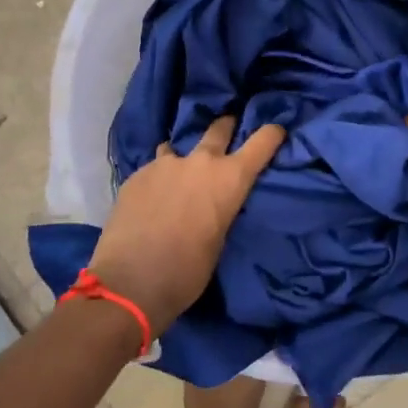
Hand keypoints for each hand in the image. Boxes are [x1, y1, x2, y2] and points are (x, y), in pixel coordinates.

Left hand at [88, 115, 284, 331]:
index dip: (272, 133)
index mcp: (229, 178)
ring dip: (183, 157)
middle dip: (226, 127)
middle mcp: (200, 162)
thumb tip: (213, 204)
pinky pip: (154, 169)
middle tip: (227, 128)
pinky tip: (151, 199)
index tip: (276, 130)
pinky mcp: (136, 175)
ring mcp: (164, 164)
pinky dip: (157, 179)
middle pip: (219, 129)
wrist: (130, 281)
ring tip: (178, 174)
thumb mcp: (219, 240)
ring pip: (177, 147)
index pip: (262, 142)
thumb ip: (220, 211)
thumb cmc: (187, 271)